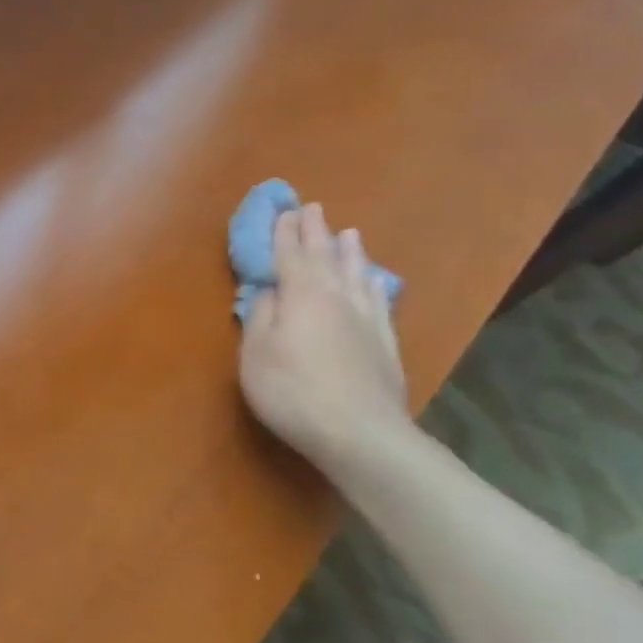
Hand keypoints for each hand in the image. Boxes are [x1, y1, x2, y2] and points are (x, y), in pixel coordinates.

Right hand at [239, 203, 410, 468]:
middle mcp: (336, 297)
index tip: (283, 211)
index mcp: (301, 296)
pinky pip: (379, 300)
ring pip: (357, 274)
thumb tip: (267, 293)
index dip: (284, 233)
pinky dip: (373, 283)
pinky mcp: (385, 343)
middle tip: (312, 208)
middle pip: (325, 257)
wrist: (361, 433)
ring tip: (349, 233)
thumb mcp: (256, 353)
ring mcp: (366, 320)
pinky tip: (374, 281)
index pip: (290, 256)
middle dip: (316, 232)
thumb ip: (260, 317)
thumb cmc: (292, 390)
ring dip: (349, 251)